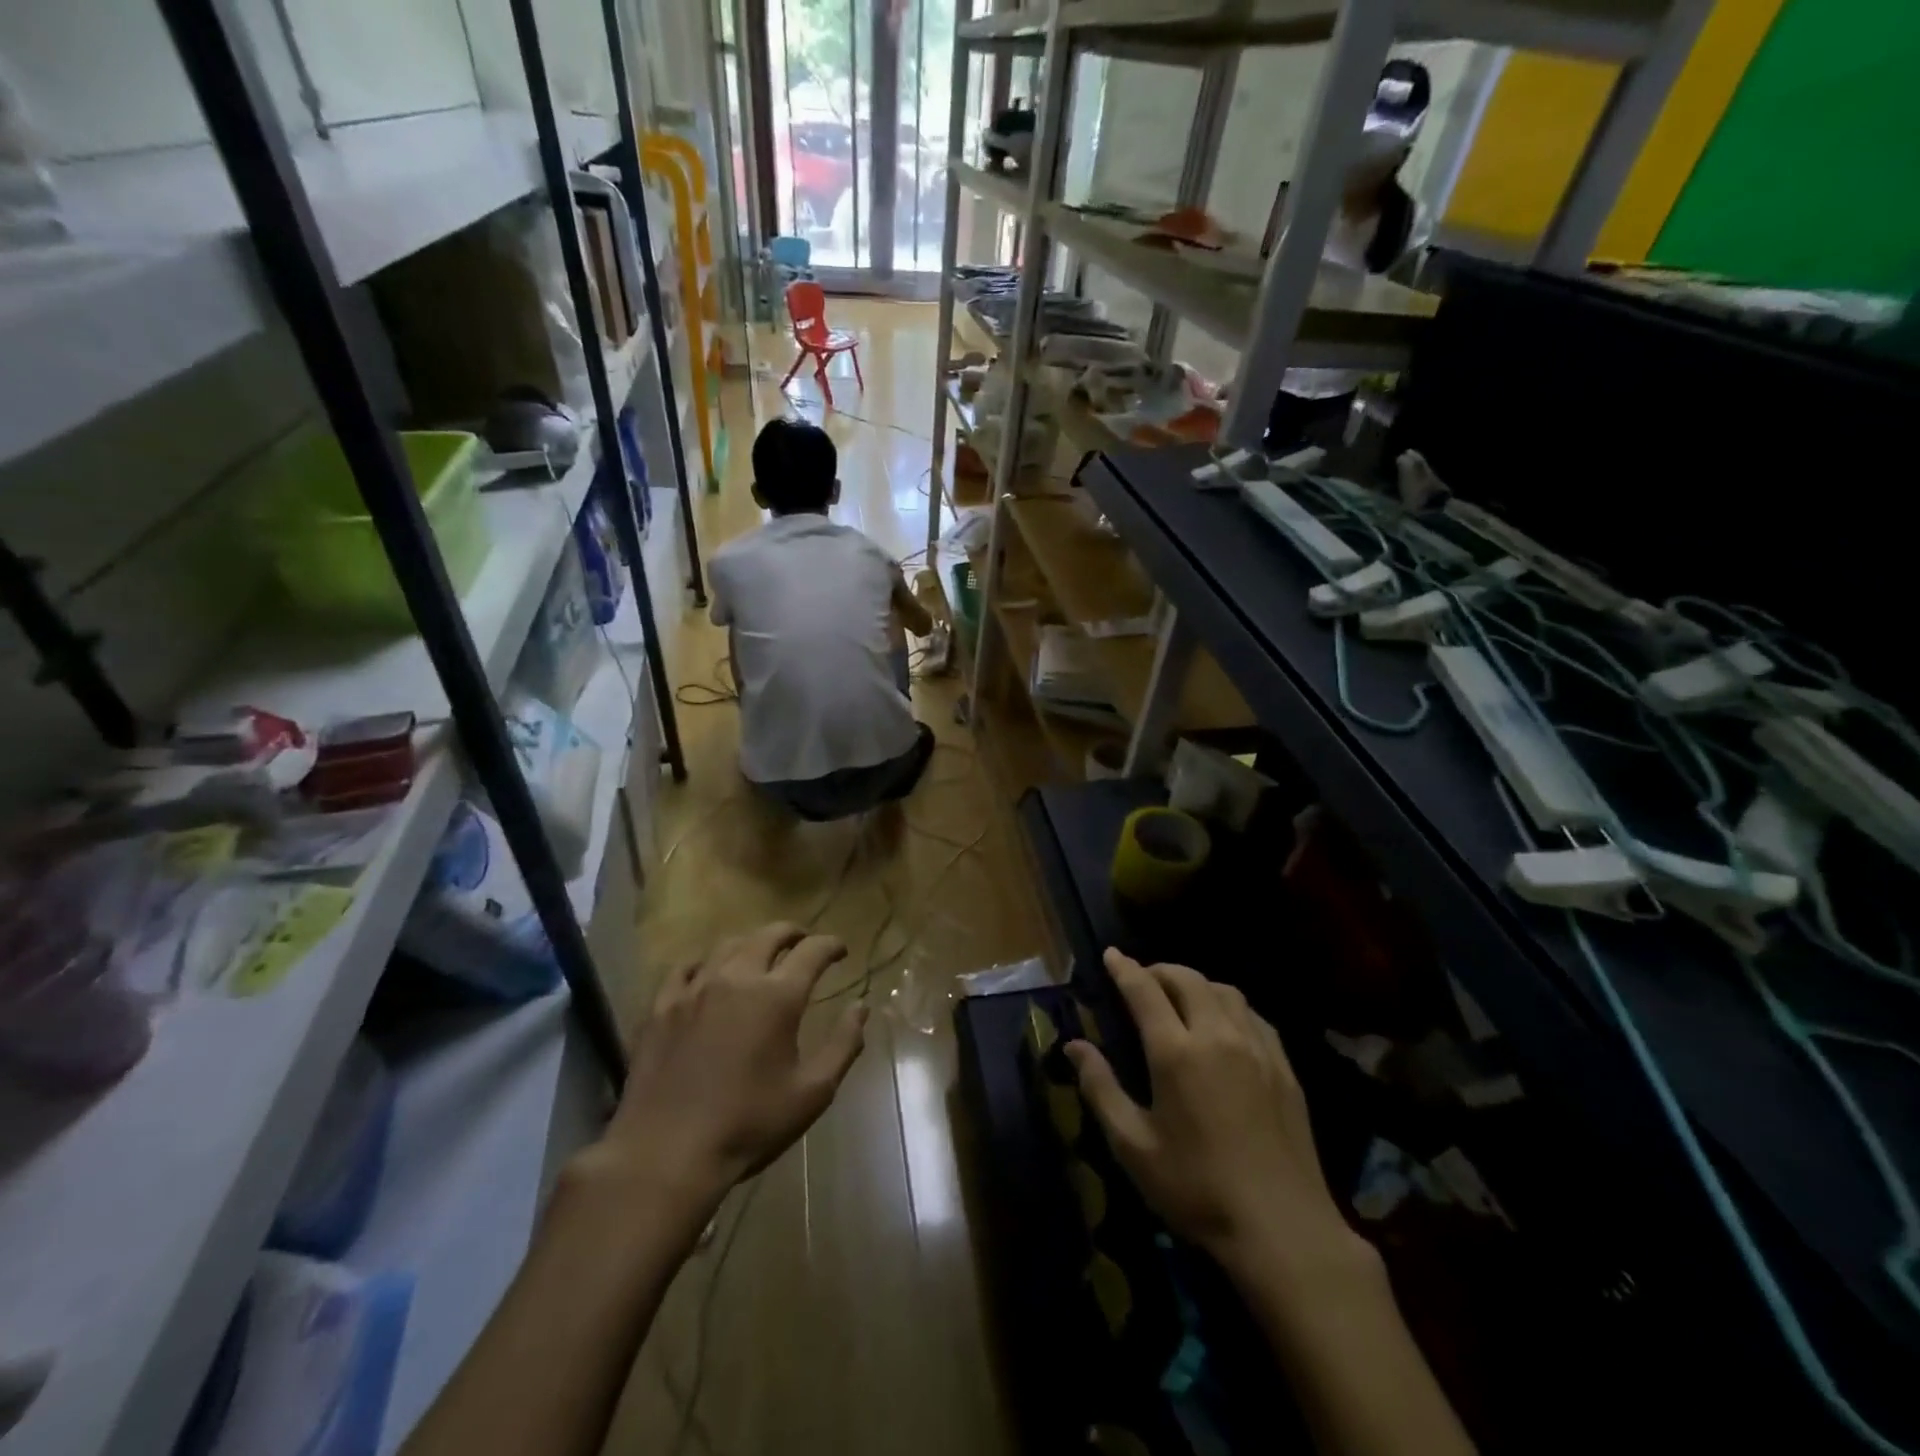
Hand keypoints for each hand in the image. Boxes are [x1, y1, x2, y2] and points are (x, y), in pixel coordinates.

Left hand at [579, 923, 867, 1237]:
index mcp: (778, 996)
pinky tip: (709, 973)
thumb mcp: (813, 1092)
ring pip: (728, 945)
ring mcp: (695, 989)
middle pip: (769, 935)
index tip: (841, 951)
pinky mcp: (661, 1007)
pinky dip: (706, 962)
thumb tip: (861, 1007)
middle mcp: (737, 978)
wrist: (666, 1153)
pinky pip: (686, 968)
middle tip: (804, 942)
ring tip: (761, 954)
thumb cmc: (749, 1124)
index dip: (831, 945)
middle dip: (793, 933)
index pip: (813, 951)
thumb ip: (844, 1044)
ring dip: (752, 943)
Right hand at [1066, 949, 1357, 1279]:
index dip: (1124, 968)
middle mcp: (1217, 1036)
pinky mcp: (1284, 1067)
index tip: (1110, 954)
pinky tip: (1225, 1025)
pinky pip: (1253, 1015)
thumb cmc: (1197, 1189)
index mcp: (1176, 1052)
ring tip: (1181, 998)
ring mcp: (1257, 1048)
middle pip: (1187, 979)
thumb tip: (1074, 1046)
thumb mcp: (1134, 1146)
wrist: (1283, 1229)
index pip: (1144, 990)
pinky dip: (1229, 1005)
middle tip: (1142, 980)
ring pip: (1224, 990)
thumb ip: (1100, 1088)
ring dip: (1196, 983)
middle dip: (1159, 970)